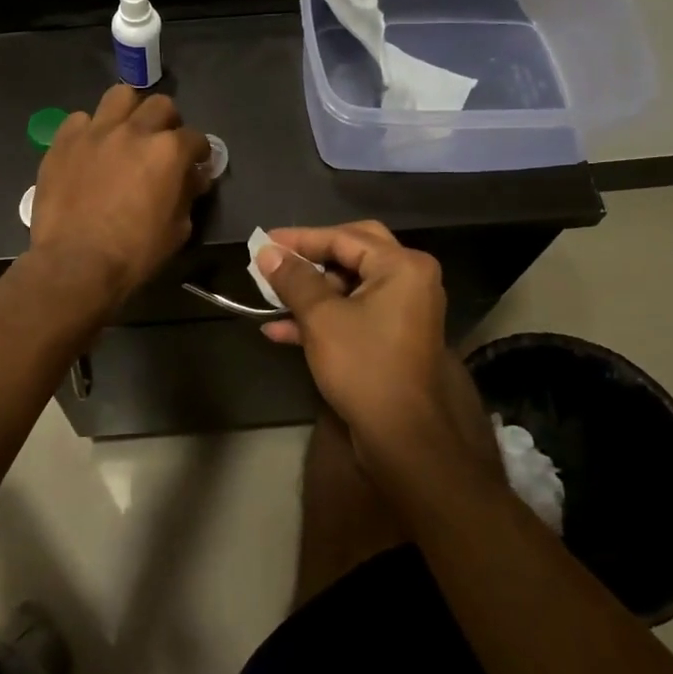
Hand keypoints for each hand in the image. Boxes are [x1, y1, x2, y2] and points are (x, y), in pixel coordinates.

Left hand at [31, 86, 211, 304]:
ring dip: (129, 112)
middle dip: (167, 123)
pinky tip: (89, 151)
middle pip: (160, 105)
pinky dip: (90, 131)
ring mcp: (95, 131)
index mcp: (168, 151)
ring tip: (125, 134)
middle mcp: (134, 131)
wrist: (75, 263)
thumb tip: (192, 178)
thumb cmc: (133, 253)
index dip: (198, 152)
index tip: (195, 166)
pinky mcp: (63, 141)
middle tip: (161, 146)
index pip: (195, 138)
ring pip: (120, 96)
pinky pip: (80, 120)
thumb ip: (187, 195)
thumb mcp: (177, 230)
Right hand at [256, 222, 502, 491]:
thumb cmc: (365, 366)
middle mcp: (409, 280)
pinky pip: (353, 313)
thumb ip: (293, 280)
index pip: (343, 237)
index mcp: (401, 266)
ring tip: (269, 296)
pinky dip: (321, 317)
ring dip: (309, 292)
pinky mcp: (392, 337)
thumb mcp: (321, 318)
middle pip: (351, 254)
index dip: (299, 239)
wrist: (405, 437)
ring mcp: (403, 310)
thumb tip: (267, 253)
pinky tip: (279, 330)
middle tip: (277, 259)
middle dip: (309, 259)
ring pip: (349, 286)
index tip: (263, 242)